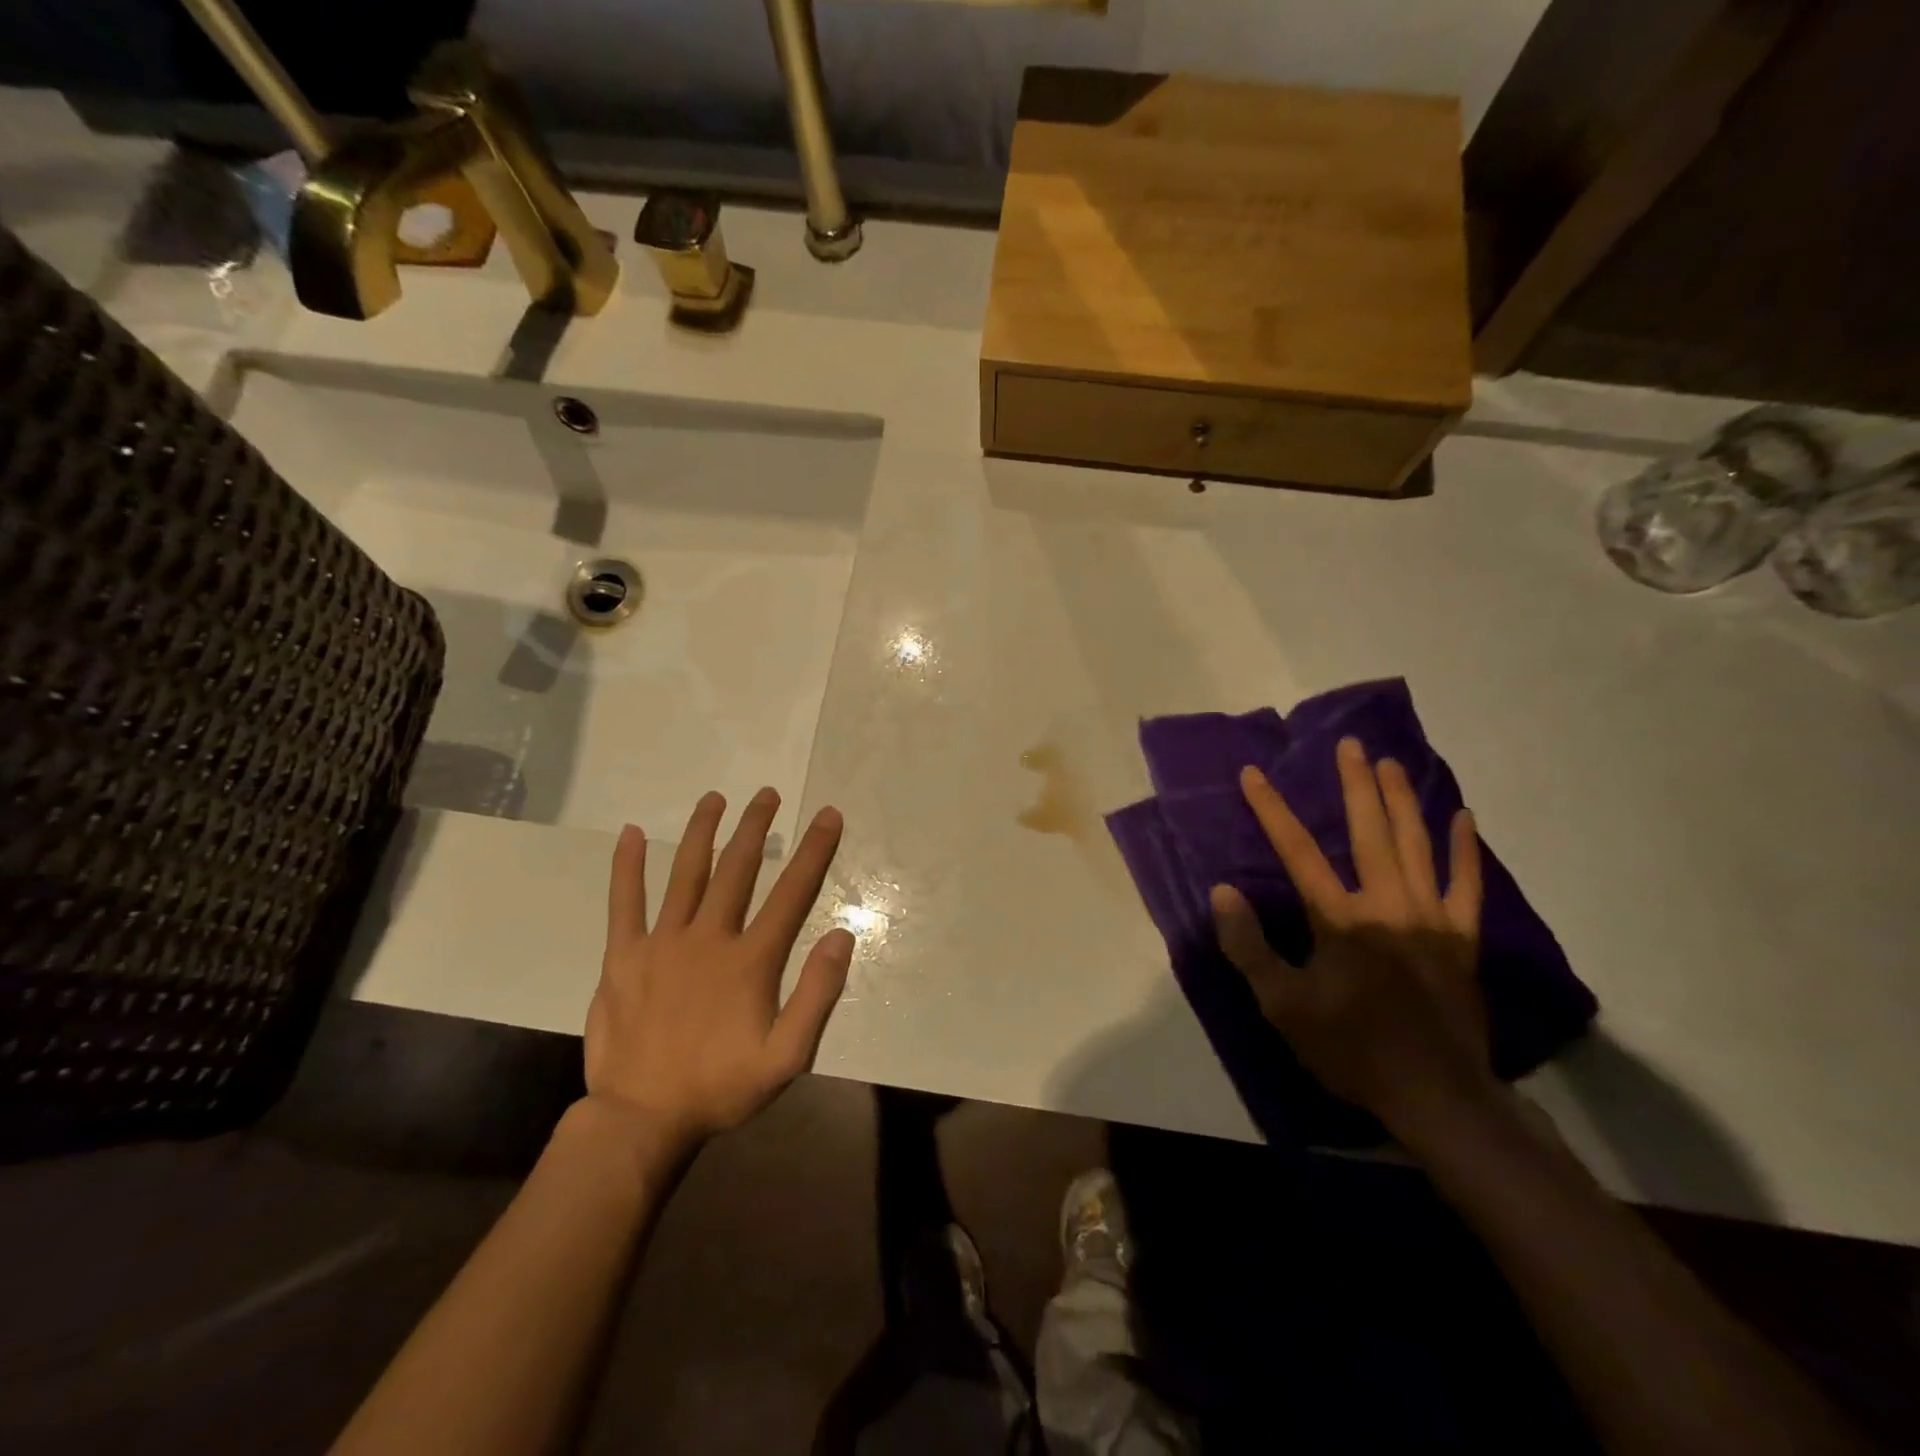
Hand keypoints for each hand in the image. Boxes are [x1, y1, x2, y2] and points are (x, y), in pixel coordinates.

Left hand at [583, 788, 855, 1151]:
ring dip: (703, 832)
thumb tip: (841, 935)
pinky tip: (631, 833)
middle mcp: (708, 939)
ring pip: (687, 874)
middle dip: (756, 827)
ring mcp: (662, 943)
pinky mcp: (623, 957)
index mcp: (750, 960)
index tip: (828, 815)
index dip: (814, 851)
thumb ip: (817, 995)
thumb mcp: (787, 1057)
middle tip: (768, 794)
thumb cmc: (721, 1088)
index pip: (791, 893)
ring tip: (715, 799)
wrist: (642, 1120)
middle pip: (737, 870)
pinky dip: (627, 867)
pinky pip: (625, 903)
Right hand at [1209, 737, 1495, 1135]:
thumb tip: (1224, 892)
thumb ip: (1249, 945)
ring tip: (1392, 763)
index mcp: (1340, 919)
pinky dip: (1465, 849)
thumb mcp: (1282, 1005)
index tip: (1254, 774)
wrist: (1435, 1095)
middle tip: (1351, 745)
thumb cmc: (1349, 1047)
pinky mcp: (1463, 938)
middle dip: (1356, 785)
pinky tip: (1463, 818)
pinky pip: (1468, 884)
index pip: (1297, 851)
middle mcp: (1387, 905)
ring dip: (1403, 801)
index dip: (1271, 809)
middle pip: (1369, 832)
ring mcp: (1432, 918)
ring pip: (1418, 846)